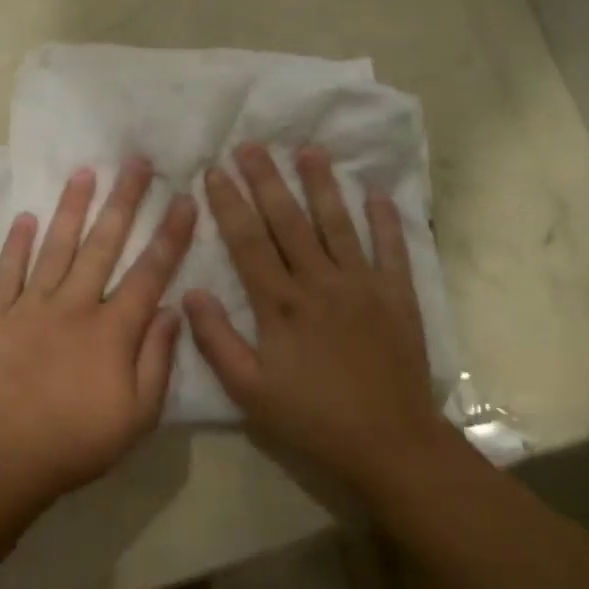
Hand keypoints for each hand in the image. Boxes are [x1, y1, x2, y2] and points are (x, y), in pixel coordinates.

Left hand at [0, 158, 197, 501]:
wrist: (5, 457)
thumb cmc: (78, 440)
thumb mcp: (138, 415)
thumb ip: (157, 359)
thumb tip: (172, 310)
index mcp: (112, 330)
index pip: (149, 272)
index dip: (169, 234)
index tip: (183, 199)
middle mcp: (75, 305)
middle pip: (104, 244)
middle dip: (123, 201)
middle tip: (135, 162)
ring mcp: (32, 306)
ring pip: (56, 247)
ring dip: (72, 208)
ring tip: (84, 172)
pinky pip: (7, 272)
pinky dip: (16, 244)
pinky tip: (25, 216)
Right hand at [184, 143, 454, 498]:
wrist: (388, 443)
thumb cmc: (312, 419)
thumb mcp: (249, 391)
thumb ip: (216, 340)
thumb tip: (191, 291)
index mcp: (280, 304)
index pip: (248, 242)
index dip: (229, 204)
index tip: (214, 171)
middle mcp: (320, 282)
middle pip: (289, 221)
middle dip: (268, 179)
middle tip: (252, 144)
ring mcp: (363, 285)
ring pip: (338, 223)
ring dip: (322, 184)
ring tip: (309, 150)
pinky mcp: (398, 295)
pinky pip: (391, 248)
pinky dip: (385, 219)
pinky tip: (376, 192)